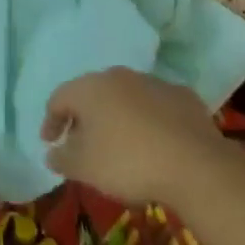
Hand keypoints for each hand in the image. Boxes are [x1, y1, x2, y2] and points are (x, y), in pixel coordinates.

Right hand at [42, 67, 227, 207]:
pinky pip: (156, 106)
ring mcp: (153, 82)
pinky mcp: (182, 96)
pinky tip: (155, 143)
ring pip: (125, 97)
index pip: (59, 98)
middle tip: (82, 144)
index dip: (50, 121)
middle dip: (84, 118)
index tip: (49, 143)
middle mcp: (119, 76)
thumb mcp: (85, 168)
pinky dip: (149, 120)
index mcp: (90, 88)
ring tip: (120, 145)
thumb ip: (62, 158)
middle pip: (92, 94)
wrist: (194, 163)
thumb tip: (51, 153)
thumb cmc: (128, 162)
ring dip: (117, 117)